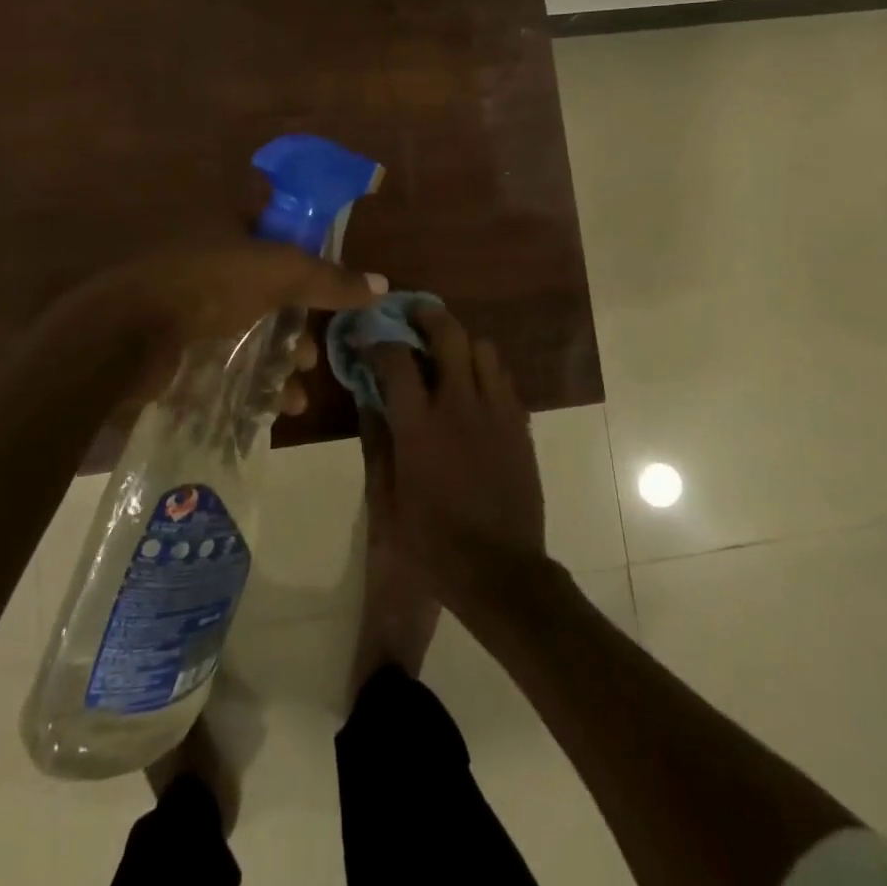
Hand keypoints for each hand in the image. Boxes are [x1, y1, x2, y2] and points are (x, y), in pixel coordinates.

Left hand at [16, 240, 387, 417]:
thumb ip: (330, 279)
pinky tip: (276, 406)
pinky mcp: (178, 340)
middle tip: (313, 346)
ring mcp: (192, 299)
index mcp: (229, 222)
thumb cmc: (208, 284)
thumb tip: (382, 285)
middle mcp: (211, 255)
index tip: (332, 271)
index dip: (308, 239)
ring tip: (296, 383)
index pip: (277, 216)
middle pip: (271, 282)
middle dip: (299, 318)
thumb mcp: (279, 273)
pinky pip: (229, 356)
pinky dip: (255, 379)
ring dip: (281, 355)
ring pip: (252, 324)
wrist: (124, 335)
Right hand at [365, 307, 546, 605]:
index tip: (367, 335)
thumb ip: (376, 444)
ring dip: (461, 342)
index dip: (378, 339)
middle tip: (412, 314)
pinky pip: (504, 378)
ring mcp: (496, 411)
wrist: (501, 571)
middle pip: (448, 334)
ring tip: (446, 353)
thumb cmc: (433, 543)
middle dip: (427, 315)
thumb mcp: (386, 501)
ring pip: (483, 348)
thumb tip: (367, 401)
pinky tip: (473, 387)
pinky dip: (484, 370)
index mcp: (419, 425)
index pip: (396, 359)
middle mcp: (460, 404)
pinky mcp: (520, 425)